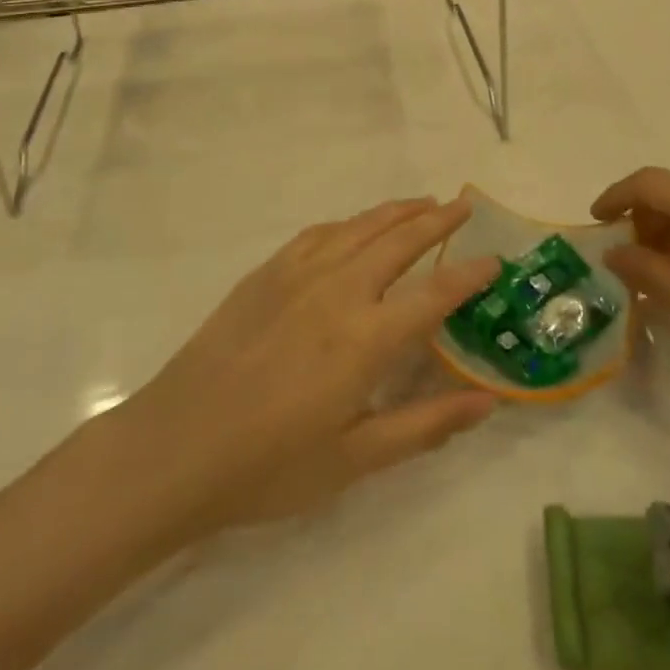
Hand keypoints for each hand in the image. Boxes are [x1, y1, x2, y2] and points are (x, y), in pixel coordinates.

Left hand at [112, 198, 499, 533]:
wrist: (174, 448)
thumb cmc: (269, 466)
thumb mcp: (355, 459)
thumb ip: (426, 425)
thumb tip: (488, 401)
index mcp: (366, 337)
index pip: (434, 293)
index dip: (470, 273)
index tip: (495, 259)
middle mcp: (339, 290)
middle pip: (400, 239)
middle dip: (438, 218)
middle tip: (463, 203)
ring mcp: (298, 274)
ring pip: (360, 226)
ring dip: (396, 211)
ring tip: (422, 203)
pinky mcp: (266, 273)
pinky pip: (319, 234)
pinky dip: (349, 223)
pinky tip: (355, 227)